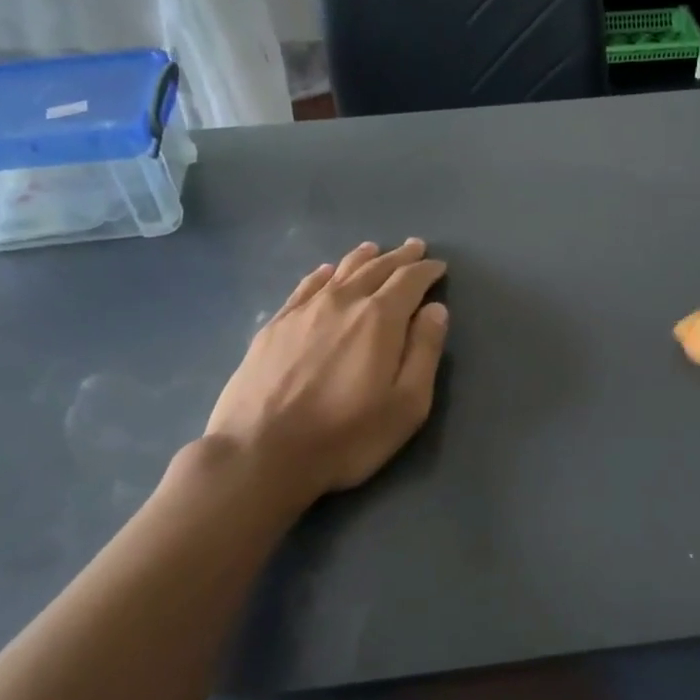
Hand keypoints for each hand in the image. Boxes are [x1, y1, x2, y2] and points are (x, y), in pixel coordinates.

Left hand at [205, 240, 448, 504]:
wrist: (261, 452)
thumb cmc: (346, 436)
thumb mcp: (406, 404)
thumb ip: (424, 352)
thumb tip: (436, 310)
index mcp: (380, 319)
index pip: (409, 281)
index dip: (427, 270)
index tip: (438, 266)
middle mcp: (343, 302)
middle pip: (376, 268)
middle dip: (399, 257)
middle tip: (414, 247)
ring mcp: (304, 310)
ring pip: (340, 272)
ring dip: (363, 258)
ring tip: (375, 249)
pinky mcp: (275, 325)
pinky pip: (306, 286)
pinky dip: (323, 275)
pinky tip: (326, 273)